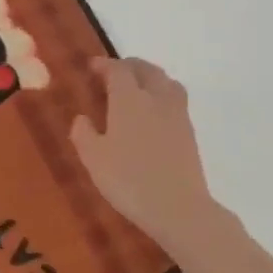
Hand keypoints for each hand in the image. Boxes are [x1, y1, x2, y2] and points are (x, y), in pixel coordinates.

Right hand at [70, 58, 217, 253]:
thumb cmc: (129, 180)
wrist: (178, 207)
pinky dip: (162, 95)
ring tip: (137, 88)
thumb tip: (82, 118)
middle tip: (113, 73)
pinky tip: (153, 113)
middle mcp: (156, 99)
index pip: (118, 70)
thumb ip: (83, 134)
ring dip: (150, 77)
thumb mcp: (93, 159)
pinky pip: (175, 99)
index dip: (104, 65)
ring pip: (166, 81)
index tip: (92, 67)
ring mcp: (177, 114)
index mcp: (129, 100)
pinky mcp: (189, 131)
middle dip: (129, 66)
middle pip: (146, 69)